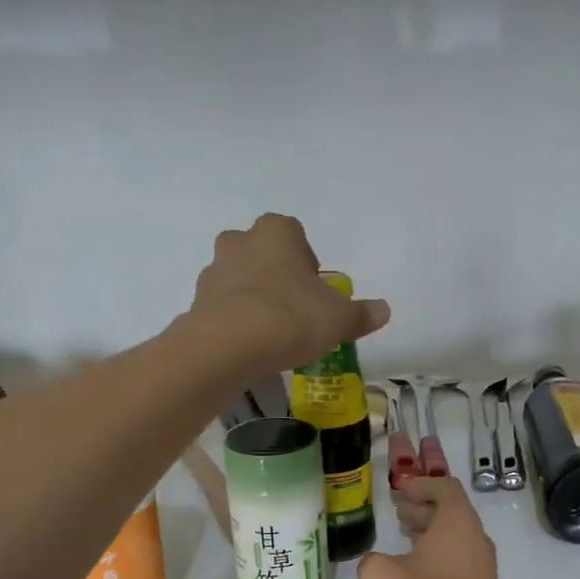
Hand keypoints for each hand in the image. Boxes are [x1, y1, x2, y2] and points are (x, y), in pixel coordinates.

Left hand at [191, 214, 389, 374]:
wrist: (228, 345)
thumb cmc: (291, 318)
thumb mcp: (338, 319)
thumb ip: (361, 314)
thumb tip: (384, 310)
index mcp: (277, 232)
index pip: (296, 235)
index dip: (308, 264)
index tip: (315, 292)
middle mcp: (241, 241)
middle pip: (263, 254)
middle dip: (277, 277)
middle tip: (294, 311)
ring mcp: (214, 270)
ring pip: (240, 280)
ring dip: (254, 298)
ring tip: (270, 334)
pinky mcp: (196, 302)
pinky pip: (222, 307)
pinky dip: (235, 321)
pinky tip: (249, 346)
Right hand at [359, 477, 516, 578]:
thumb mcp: (379, 577)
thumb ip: (372, 560)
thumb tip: (378, 562)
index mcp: (458, 523)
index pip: (444, 487)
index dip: (420, 484)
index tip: (398, 490)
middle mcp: (476, 540)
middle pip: (452, 512)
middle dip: (423, 508)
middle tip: (396, 511)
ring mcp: (482, 569)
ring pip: (454, 539)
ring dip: (428, 534)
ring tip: (401, 538)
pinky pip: (457, 562)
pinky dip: (435, 557)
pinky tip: (412, 574)